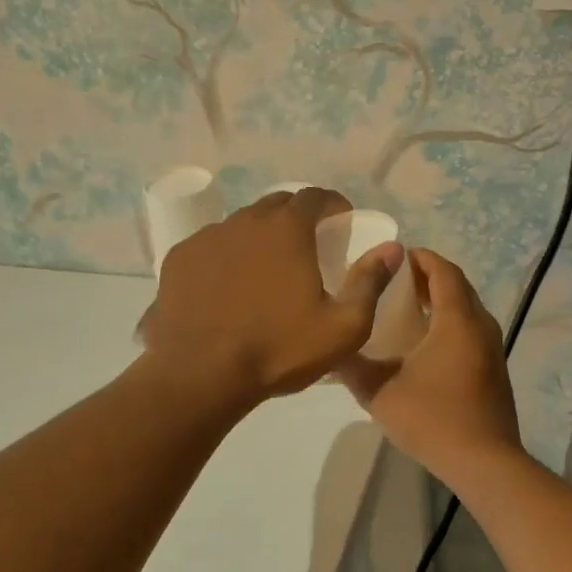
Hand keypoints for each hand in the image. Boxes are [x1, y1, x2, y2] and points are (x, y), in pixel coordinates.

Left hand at [141, 187, 400, 406]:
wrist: (200, 375)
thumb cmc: (279, 349)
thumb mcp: (344, 327)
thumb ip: (370, 282)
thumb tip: (393, 248)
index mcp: (287, 229)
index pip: (315, 196)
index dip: (333, 204)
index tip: (341, 221)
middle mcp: (245, 221)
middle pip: (277, 204)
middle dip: (297, 217)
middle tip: (308, 246)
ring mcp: (207, 238)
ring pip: (242, 225)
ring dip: (260, 236)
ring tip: (267, 269)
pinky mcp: (178, 260)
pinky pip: (211, 246)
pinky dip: (227, 256)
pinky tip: (229, 286)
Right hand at [335, 249, 522, 484]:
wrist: (484, 462)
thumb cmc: (433, 419)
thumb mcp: (380, 393)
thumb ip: (352, 366)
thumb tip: (330, 348)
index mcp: (457, 320)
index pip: (443, 271)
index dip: (420, 259)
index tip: (394, 258)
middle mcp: (480, 326)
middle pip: (457, 286)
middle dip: (428, 277)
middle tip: (394, 282)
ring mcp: (492, 348)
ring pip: (467, 309)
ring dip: (441, 301)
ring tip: (406, 309)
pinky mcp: (494, 368)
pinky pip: (472, 330)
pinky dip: (450, 323)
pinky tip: (425, 345)